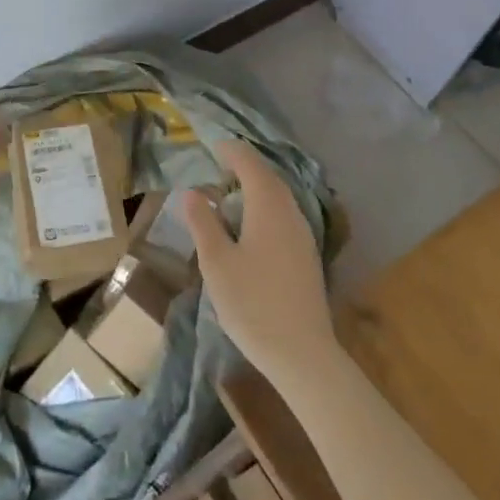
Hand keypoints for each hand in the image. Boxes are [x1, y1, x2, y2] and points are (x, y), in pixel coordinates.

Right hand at [182, 138, 336, 388]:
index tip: (212, 145)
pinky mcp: (307, 256)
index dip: (231, 151)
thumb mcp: (216, 262)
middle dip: (244, 167)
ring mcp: (303, 235)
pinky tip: (250, 226)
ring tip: (230, 194)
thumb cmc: (252, 303)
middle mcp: (290, 213)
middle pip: (268, 177)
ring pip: (279, 197)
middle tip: (218, 166)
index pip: (250, 164)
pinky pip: (284, 215)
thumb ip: (203, 223)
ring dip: (256, 188)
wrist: (302, 354)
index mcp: (268, 207)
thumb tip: (193, 192)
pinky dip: (265, 207)